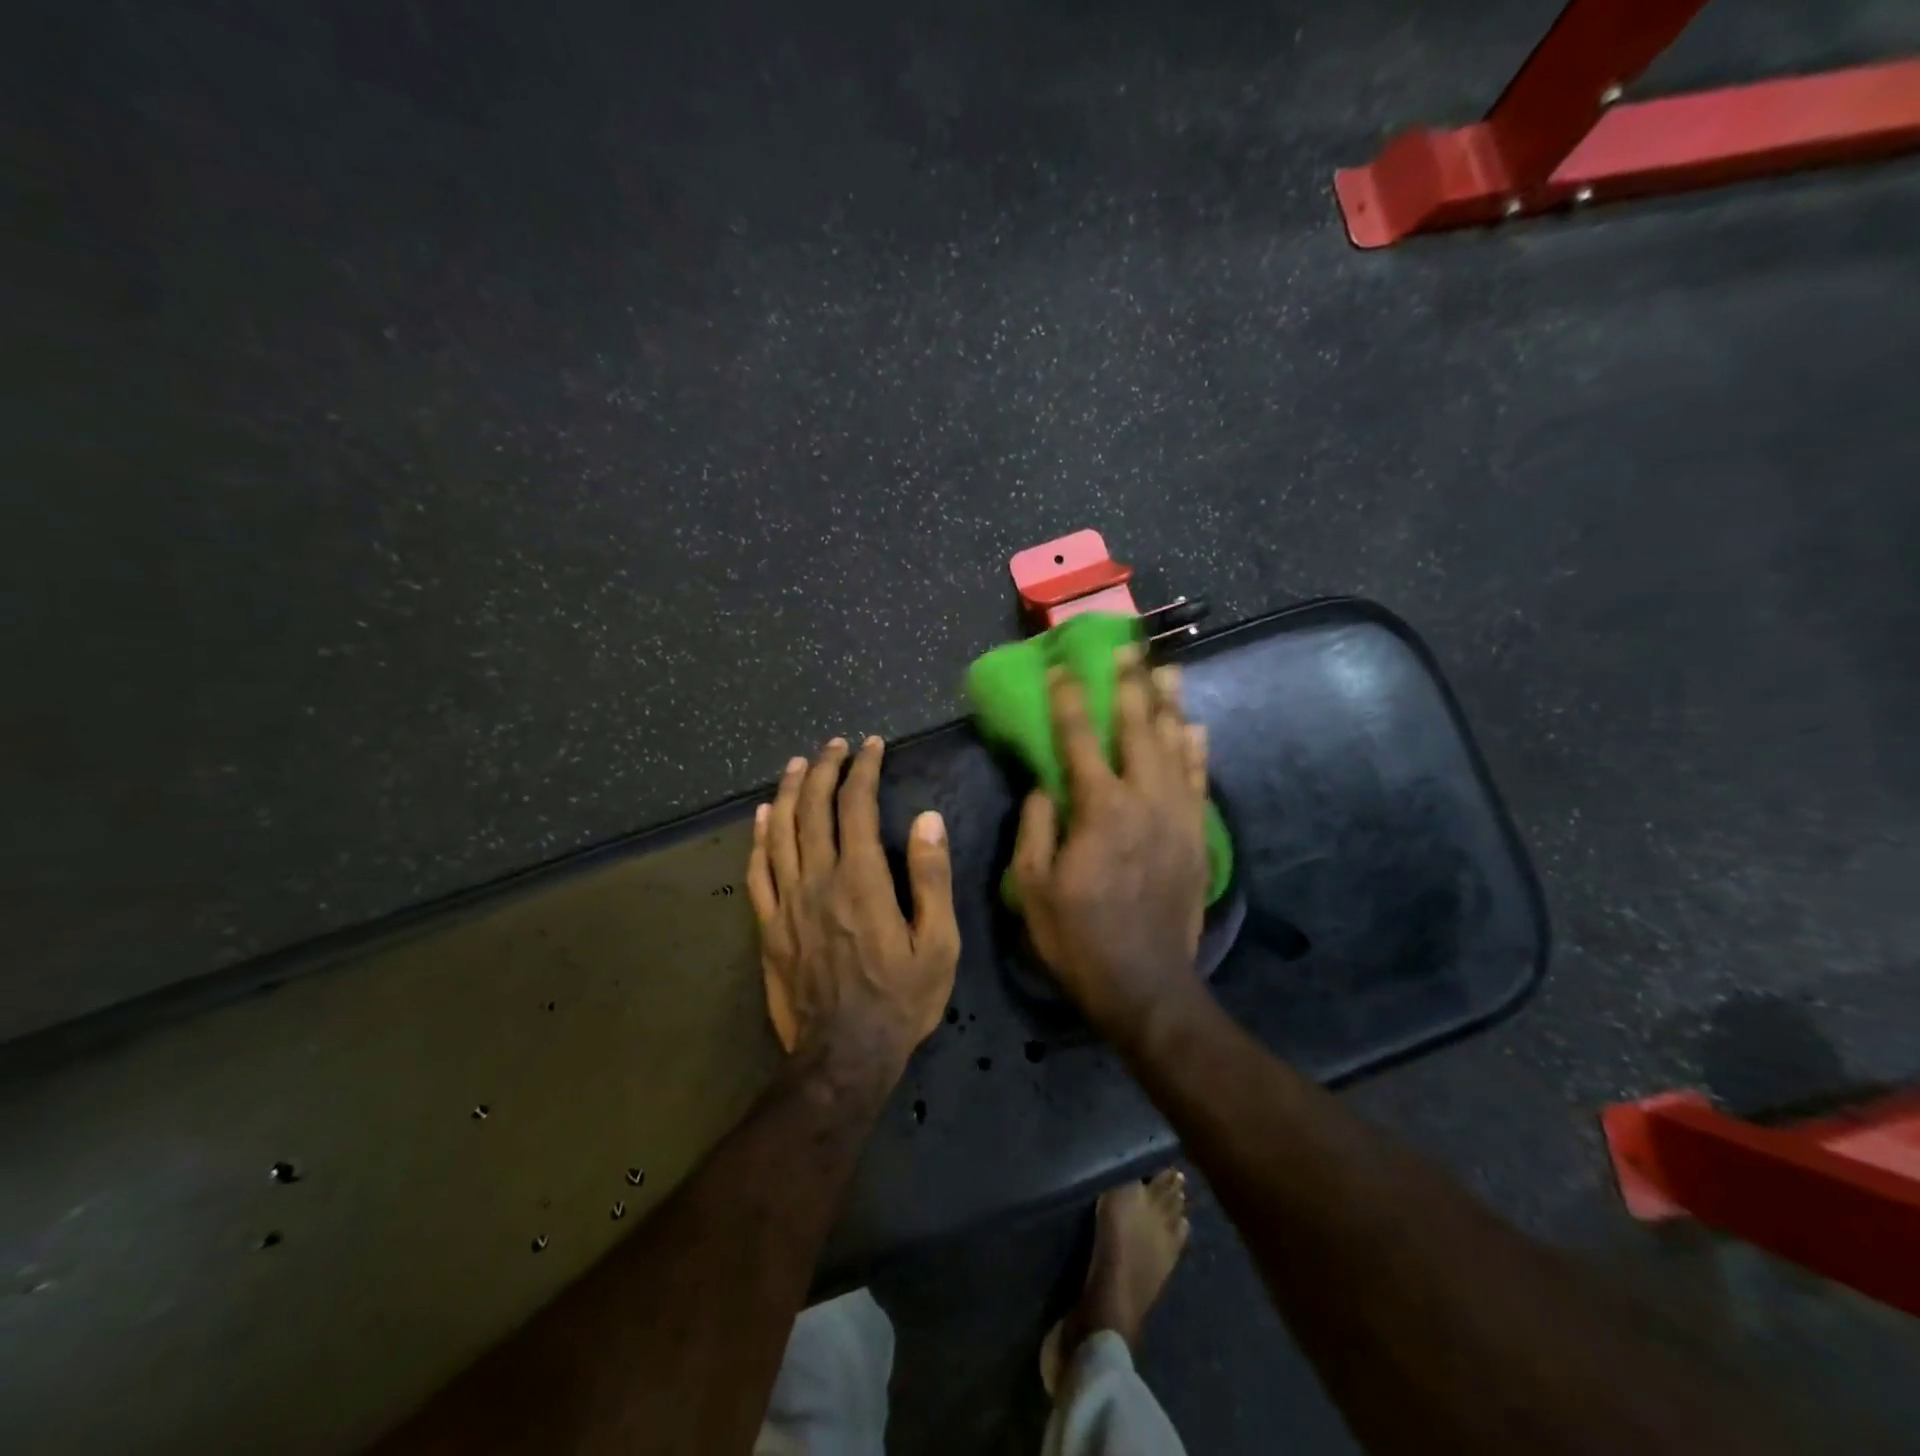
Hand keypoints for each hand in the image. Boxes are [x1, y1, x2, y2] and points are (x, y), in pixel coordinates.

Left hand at [747, 736, 960, 1086]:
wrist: (843, 1058)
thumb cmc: (900, 1001)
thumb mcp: (938, 944)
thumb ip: (931, 878)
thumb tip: (927, 818)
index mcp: (860, 880)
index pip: (856, 806)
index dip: (863, 770)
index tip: (872, 746)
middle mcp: (817, 880)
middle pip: (813, 809)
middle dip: (824, 769)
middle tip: (834, 745)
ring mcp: (786, 903)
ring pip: (781, 832)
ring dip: (789, 791)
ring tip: (798, 763)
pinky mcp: (768, 927)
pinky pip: (758, 872)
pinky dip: (759, 838)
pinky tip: (763, 816)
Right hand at [1012, 648, 1210, 1046]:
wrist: (1146, 984)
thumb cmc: (1078, 937)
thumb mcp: (1032, 887)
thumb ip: (1036, 827)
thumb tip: (1044, 786)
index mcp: (1100, 809)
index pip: (1079, 740)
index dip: (1070, 700)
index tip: (1063, 668)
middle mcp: (1144, 800)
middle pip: (1139, 729)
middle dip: (1130, 685)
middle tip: (1127, 649)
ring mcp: (1177, 816)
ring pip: (1176, 746)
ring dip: (1169, 705)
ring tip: (1168, 669)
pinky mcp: (1197, 836)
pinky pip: (1199, 780)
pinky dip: (1197, 750)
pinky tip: (1195, 727)